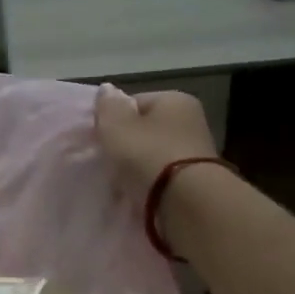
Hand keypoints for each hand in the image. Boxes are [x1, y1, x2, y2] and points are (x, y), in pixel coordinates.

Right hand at [93, 85, 217, 198]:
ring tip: (118, 184)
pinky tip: (135, 196)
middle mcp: (191, 121)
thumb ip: (107, 106)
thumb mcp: (116, 125)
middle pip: (145, 131)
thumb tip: (107, 90)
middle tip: (106, 163)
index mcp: (175, 100)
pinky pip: (161, 180)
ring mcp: (195, 154)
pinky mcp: (195, 183)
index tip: (99, 139)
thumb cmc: (148, 155)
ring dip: (135, 169)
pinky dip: (148, 186)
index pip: (135, 102)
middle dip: (125, 146)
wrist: (186, 203)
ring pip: (152, 157)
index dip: (113, 119)